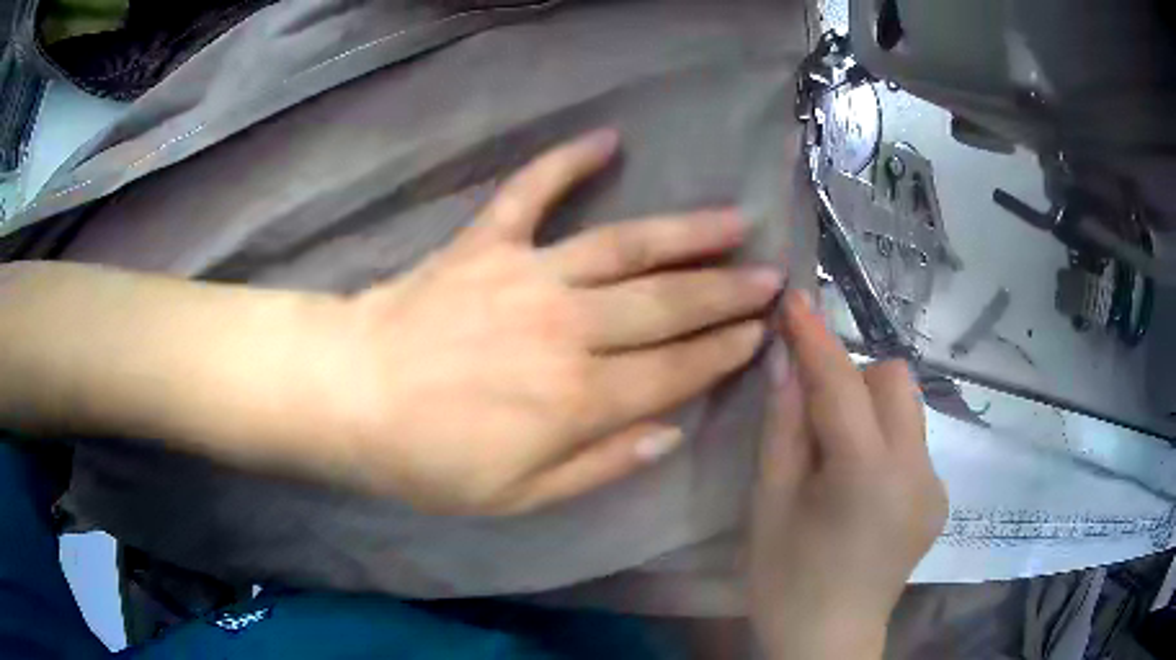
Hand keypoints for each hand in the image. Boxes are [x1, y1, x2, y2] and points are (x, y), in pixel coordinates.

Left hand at [313, 129, 780, 514]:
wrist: (349, 395)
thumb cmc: (428, 460)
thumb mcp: (517, 496)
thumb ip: (600, 465)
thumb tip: (670, 431)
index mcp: (579, 398)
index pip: (677, 369)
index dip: (725, 350)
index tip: (762, 330)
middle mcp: (568, 327)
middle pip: (667, 304)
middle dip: (727, 290)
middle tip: (772, 275)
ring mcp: (527, 275)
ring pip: (625, 246)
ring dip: (685, 232)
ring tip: (732, 219)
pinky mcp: (485, 243)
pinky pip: (531, 191)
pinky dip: (566, 161)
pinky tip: (607, 138)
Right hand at [748, 290, 946, 658]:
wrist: (828, 643)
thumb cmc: (785, 582)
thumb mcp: (767, 506)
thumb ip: (782, 428)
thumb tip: (786, 361)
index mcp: (867, 476)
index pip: (842, 384)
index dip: (815, 337)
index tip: (794, 297)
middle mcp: (917, 470)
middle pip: (894, 380)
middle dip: (853, 378)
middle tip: (814, 418)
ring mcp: (936, 485)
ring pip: (908, 409)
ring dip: (870, 412)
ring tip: (838, 460)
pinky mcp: (940, 498)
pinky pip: (913, 443)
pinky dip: (885, 445)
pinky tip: (861, 491)